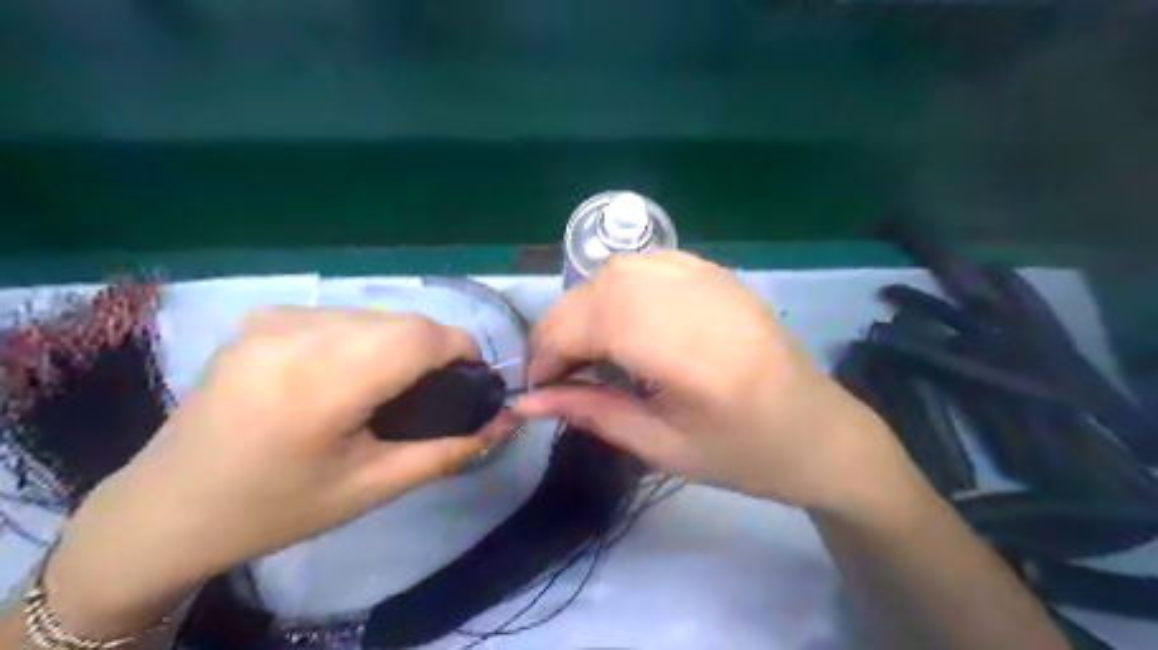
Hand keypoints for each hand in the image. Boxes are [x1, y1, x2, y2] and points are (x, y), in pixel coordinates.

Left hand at [42, 307, 512, 637]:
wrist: (167, 510)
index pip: (421, 337)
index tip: (474, 381)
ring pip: (375, 313)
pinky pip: (342, 315)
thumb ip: (448, 449)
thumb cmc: (276, 509)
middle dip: (436, 348)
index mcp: (321, 383)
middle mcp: (295, 335)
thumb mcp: (373, 487)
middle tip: (437, 392)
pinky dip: (366, 336)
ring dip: (402, 341)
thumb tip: (506, 420)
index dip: (463, 350)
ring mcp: (273, 320)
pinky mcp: (261, 318)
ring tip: (393, 386)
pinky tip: (350, 372)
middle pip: (402, 321)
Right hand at [519, 254, 914, 511]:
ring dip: (586, 304)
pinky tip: (622, 319)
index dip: (550, 350)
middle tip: (558, 371)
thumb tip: (527, 403)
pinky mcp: (715, 272)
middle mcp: (695, 298)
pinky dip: (617, 287)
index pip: (591, 323)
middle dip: (561, 327)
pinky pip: (647, 262)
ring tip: (587, 346)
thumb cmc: (744, 454)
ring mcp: (709, 277)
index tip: (538, 386)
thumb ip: (591, 413)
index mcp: (688, 351)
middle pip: (599, 289)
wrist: (817, 431)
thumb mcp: (661, 447)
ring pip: (618, 268)